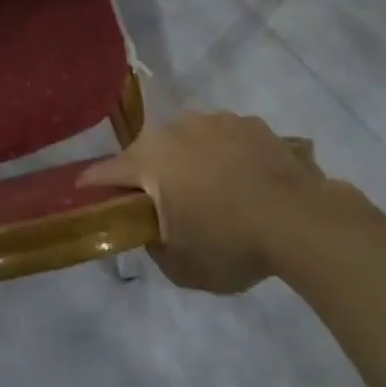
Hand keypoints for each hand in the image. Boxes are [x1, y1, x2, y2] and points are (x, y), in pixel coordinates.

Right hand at [80, 111, 334, 293]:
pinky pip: (223, 137)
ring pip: (187, 139)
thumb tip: (149, 230)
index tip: (85, 195)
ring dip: (188, 160)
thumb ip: (153, 245)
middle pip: (148, 151)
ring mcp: (214, 120)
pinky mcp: (248, 121)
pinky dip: (224, 154)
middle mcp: (175, 128)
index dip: (92, 186)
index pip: (105, 172)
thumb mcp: (182, 266)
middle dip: (148, 174)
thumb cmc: (231, 243)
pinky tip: (242, 180)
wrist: (300, 219)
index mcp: (149, 159)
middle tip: (162, 204)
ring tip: (210, 191)